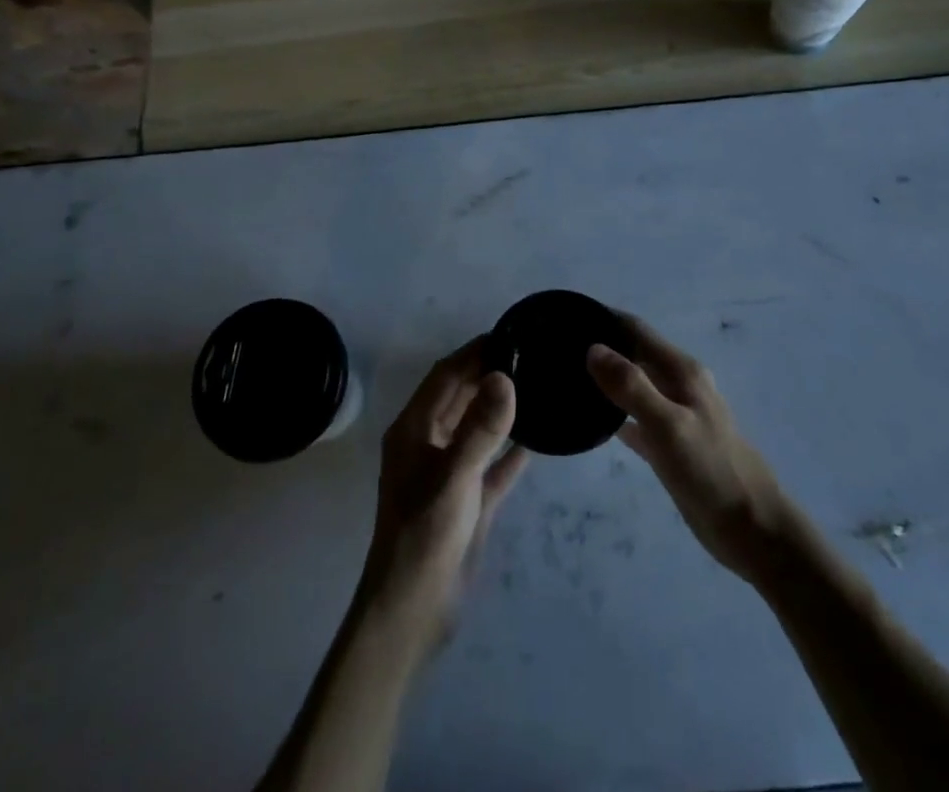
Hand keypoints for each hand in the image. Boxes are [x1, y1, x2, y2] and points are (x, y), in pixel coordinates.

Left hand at [357, 338, 529, 642]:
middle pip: (460, 397)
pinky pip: (492, 464)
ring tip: (536, 385)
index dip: (472, 353)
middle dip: (487, 374)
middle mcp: (428, 444)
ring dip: (500, 408)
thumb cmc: (424, 535)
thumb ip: (481, 428)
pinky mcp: (467, 501)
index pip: (445, 376)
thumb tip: (505, 377)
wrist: (411, 613)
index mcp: (413, 430)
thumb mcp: (454, 477)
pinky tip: (537, 438)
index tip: (507, 334)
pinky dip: (510, 450)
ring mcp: (448, 473)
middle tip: (529, 355)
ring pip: (476, 428)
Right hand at [587, 316, 791, 578]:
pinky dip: (615, 413)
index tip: (566, 316)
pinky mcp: (672, 445)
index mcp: (682, 371)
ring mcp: (676, 415)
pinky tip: (589, 421)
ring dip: (606, 379)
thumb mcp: (668, 426)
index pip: (636, 330)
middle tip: (558, 350)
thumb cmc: (712, 472)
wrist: (754, 531)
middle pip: (635, 354)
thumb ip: (632, 387)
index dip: (604, 319)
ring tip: (567, 379)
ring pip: (635, 385)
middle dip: (601, 347)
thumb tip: (593, 349)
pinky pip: (636, 419)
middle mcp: (679, 385)